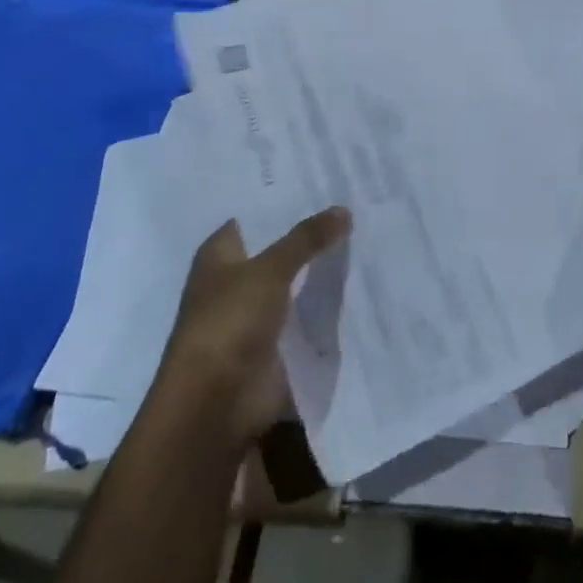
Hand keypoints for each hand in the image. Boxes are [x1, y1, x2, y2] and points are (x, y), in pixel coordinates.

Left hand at [154, 208, 349, 447]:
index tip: (322, 177)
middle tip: (354, 201)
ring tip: (366, 234)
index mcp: (219, 254)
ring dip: (321, 268)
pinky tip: (360, 280)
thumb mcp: (269, 270)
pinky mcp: (275, 343)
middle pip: (278, 247)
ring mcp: (255, 313)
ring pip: (295, 280)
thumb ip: (306, 239)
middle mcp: (235, 279)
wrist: (216, 405)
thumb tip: (343, 209)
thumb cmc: (229, 323)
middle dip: (311, 231)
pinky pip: (306, 314)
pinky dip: (327, 303)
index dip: (285, 198)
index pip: (255, 214)